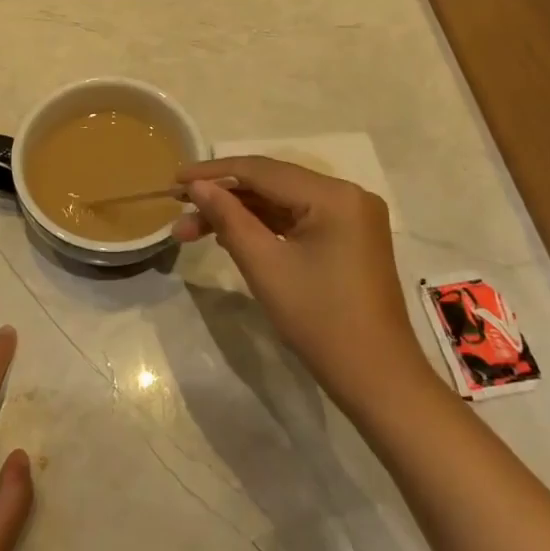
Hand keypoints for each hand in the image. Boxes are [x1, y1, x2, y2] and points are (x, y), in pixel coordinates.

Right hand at [173, 157, 433, 408]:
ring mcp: (351, 217)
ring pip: (282, 203)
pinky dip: (264, 227)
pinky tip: (228, 236)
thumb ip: (228, 218)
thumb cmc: (320, 320)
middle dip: (223, 197)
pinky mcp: (349, 239)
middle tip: (178, 210)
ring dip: (239, 214)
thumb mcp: (265, 265)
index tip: (173, 181)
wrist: (377, 380)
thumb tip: (197, 186)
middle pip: (272, 184)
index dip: (213, 173)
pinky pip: (297, 220)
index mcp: (334, 195)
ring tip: (191, 230)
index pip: (262, 170)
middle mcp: (347, 194)